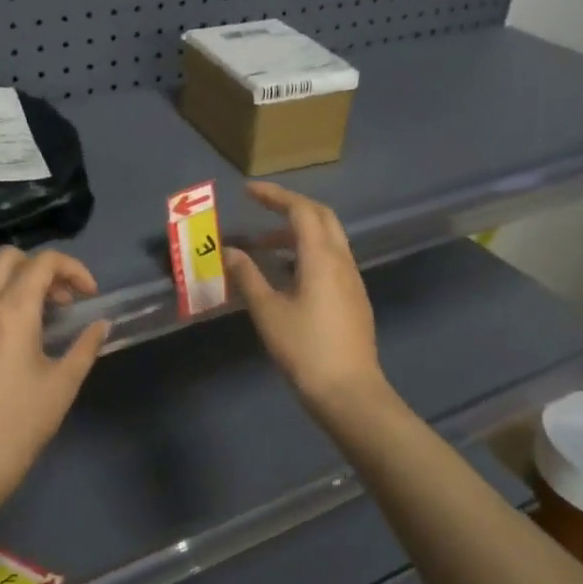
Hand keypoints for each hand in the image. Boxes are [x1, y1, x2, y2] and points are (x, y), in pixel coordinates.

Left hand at [0, 246, 111, 508]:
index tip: (87, 296)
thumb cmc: (20, 425)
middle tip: (58, 302)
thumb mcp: (63, 384)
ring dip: (6, 278)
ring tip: (24, 309)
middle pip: (8, 257)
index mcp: (12, 310)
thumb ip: (85, 346)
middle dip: (39, 268)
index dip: (73, 269)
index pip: (44, 262)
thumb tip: (101, 324)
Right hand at [225, 181, 387, 412]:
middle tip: (260, 209)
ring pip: (328, 239)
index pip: (300, 210)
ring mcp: (352, 280)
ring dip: (297, 233)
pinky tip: (286, 274)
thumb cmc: (305, 349)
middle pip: (321, 217)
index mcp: (322, 257)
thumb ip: (247, 276)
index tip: (248, 191)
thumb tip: (228, 251)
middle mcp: (342, 260)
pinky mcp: (353, 298)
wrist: (349, 392)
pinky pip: (331, 260)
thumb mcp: (268, 312)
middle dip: (290, 207)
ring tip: (262, 248)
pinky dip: (307, 253)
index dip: (274, 196)